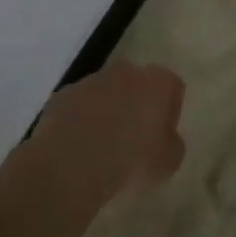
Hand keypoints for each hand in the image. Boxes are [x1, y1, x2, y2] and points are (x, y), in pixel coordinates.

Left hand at [30, 60, 185, 201]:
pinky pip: (79, 106)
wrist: (70, 164)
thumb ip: (173, 144)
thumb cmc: (130, 161)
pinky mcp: (62, 95)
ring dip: (107, 112)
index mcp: (157, 82)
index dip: (170, 112)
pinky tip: (79, 148)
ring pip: (106, 92)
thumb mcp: (168, 163)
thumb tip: (165, 139)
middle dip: (137, 105)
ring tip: (102, 147)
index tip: (162, 137)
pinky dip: (81, 121)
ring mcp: (90, 81)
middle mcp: (126, 71)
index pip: (173, 87)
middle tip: (134, 139)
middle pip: (137, 84)